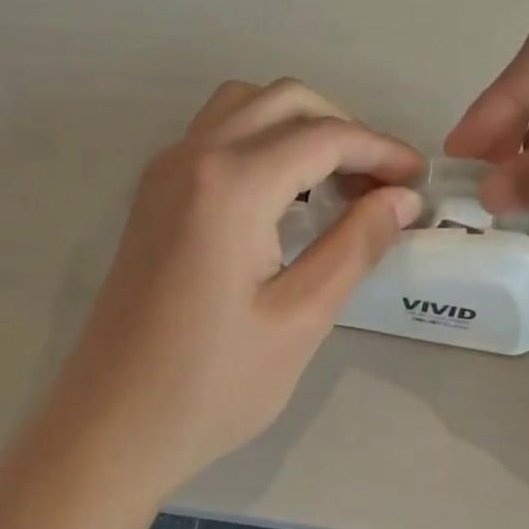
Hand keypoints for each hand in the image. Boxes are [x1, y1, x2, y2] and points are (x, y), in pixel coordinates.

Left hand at [45, 80, 423, 490]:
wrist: (110, 427)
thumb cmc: (211, 385)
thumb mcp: (300, 318)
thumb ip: (356, 245)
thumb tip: (402, 199)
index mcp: (231, 185)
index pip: (325, 136)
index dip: (381, 151)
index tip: (419, 180)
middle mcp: (193, 156)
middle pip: (284, 101)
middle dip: (343, 129)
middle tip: (380, 184)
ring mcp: (164, 172)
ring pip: (245, 107)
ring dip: (299, 127)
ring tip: (336, 183)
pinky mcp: (153, 195)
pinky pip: (216, 134)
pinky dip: (262, 141)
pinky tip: (286, 196)